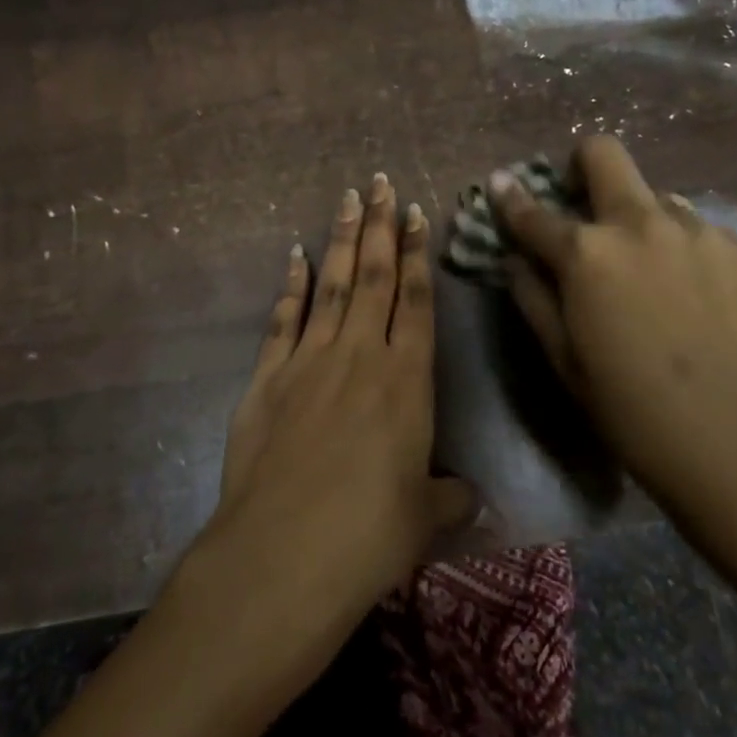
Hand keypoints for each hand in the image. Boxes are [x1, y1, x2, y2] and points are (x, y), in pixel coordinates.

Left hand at [192, 174, 475, 656]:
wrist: (283, 554)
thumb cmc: (369, 536)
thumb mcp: (425, 519)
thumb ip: (450, 497)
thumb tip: (469, 497)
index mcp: (406, 381)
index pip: (416, 301)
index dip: (418, 254)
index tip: (416, 212)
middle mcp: (359, 356)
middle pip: (374, 277)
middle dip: (379, 226)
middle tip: (379, 182)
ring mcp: (308, 361)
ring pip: (332, 285)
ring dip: (341, 240)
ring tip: (347, 199)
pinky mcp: (267, 378)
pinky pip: (283, 318)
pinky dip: (290, 285)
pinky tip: (295, 256)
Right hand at [489, 136, 736, 520]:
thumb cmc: (632, 412)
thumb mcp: (564, 360)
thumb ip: (533, 297)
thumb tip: (515, 259)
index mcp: (588, 254)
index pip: (534, 212)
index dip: (510, 197)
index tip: (501, 184)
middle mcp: (643, 225)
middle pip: (605, 155)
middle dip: (582, 165)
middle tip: (584, 201)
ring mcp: (703, 232)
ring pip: (661, 200)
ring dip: (643, 223)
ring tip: (655, 275)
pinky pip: (706, 234)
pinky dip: (689, 254)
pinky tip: (701, 302)